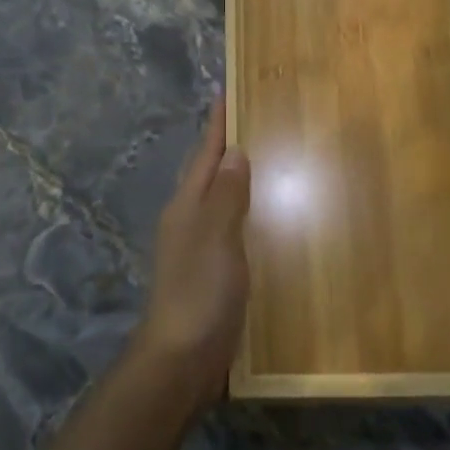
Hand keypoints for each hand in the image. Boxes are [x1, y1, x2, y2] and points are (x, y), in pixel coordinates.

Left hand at [138, 99, 250, 407]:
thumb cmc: (199, 291)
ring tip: (267, 160)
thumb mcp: (215, 236)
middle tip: (256, 120)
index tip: (225, 92)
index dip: (216, 124)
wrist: (182, 358)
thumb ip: (226, 195)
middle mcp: (189, 220)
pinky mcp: (211, 272)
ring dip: (237, 178)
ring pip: (220, 200)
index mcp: (187, 206)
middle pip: (209, 173)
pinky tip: (266, 218)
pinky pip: (231, 228)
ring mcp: (198, 248)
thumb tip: (234, 152)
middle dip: (227, 146)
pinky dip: (246, 212)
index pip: (205, 154)